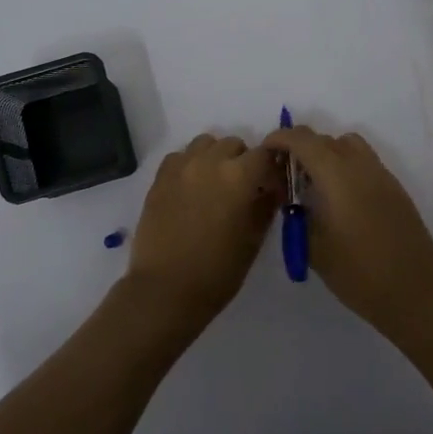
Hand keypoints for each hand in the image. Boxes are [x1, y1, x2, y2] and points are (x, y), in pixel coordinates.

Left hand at [125, 134, 281, 325]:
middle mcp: (210, 162)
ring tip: (215, 184)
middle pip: (234, 144)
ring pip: (205, 144)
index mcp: (239, 176)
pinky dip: (189, 164)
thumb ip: (266, 206)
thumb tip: (271, 189)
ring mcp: (181, 167)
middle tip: (243, 189)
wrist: (166, 289)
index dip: (273, 167)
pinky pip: (179, 157)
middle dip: (243, 161)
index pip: (266, 153)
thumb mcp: (253, 240)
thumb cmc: (218, 271)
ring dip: (215, 157)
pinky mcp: (159, 178)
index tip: (272, 186)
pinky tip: (190, 188)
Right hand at [261, 125, 432, 329]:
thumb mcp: (313, 246)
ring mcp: (382, 175)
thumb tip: (291, 196)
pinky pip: (365, 163)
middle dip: (301, 147)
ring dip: (327, 152)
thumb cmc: (357, 272)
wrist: (414, 292)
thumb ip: (298, 213)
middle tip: (286, 172)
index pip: (302, 140)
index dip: (280, 139)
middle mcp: (360, 165)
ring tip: (316, 182)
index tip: (267, 152)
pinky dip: (347, 166)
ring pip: (349, 145)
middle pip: (325, 139)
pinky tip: (341, 198)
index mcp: (336, 175)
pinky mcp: (395, 189)